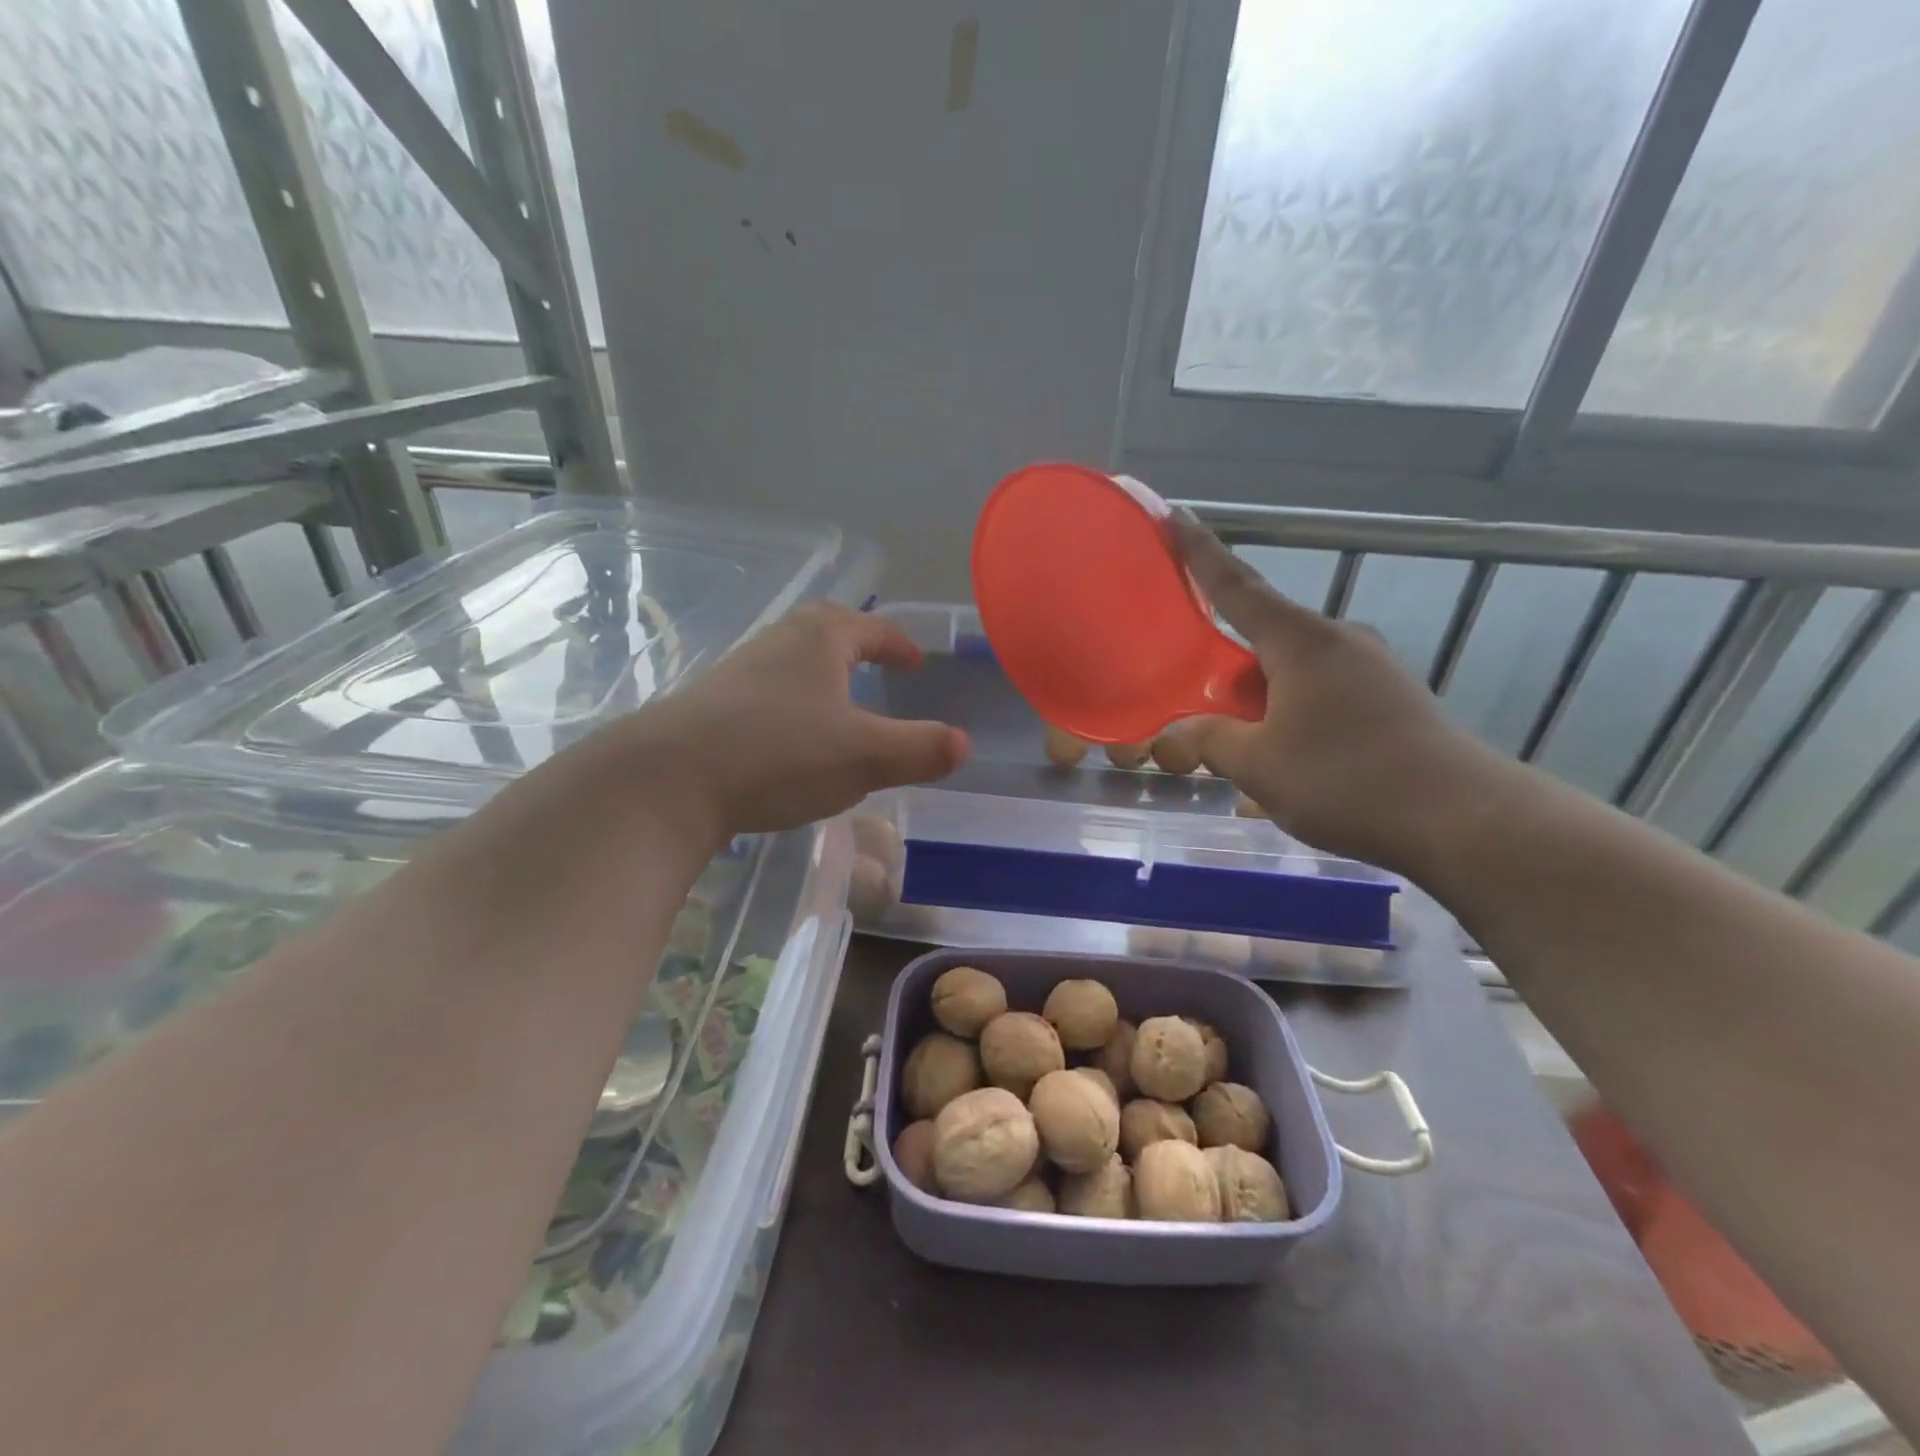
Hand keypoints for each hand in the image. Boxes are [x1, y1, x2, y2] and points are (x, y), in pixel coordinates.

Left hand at [607, 601, 967, 841]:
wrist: (667, 780)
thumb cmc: (779, 753)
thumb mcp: (865, 756)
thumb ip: (919, 749)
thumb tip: (963, 743)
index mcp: (821, 639)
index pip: (872, 628)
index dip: (899, 644)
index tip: (915, 662)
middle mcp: (779, 642)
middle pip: (826, 630)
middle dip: (857, 644)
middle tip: (878, 665)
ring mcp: (739, 671)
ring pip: (793, 660)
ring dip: (821, 673)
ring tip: (839, 703)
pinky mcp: (711, 704)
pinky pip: (767, 691)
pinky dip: (791, 702)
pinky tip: (790, 737)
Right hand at [1168, 512, 1495, 871]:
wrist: (1463, 820)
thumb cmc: (1346, 780)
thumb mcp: (1259, 766)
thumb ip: (1210, 740)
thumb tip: (1178, 729)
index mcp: (1301, 641)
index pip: (1236, 586)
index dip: (1199, 552)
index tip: (1173, 516)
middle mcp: (1338, 641)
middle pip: (1263, 637)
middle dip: (1226, 664)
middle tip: (1195, 696)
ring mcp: (1371, 668)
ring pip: (1292, 672)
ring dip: (1260, 700)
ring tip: (1241, 746)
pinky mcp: (1392, 697)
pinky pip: (1322, 694)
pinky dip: (1291, 716)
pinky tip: (1286, 761)